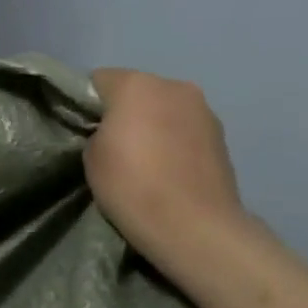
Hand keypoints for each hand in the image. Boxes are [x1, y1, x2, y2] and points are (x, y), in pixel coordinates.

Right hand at [86, 68, 247, 262]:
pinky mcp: (223, 137)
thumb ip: (98, 131)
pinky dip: (176, 142)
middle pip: (137, 91)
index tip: (84, 130)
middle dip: (124, 111)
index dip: (88, 104)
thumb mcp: (91, 156)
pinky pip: (186, 129)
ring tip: (146, 161)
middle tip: (114, 146)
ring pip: (165, 108)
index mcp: (136, 84)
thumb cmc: (132, 185)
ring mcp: (204, 110)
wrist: (195, 227)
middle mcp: (173, 86)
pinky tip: (170, 170)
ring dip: (154, 125)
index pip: (99, 80)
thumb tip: (111, 132)